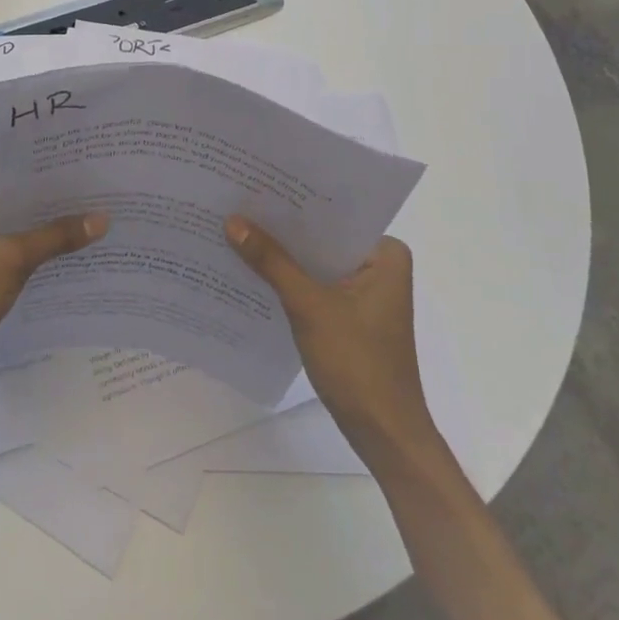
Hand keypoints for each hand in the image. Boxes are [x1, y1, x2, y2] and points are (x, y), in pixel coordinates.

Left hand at [0, 176, 106, 389]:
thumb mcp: (12, 260)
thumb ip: (56, 237)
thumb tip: (102, 217)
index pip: (23, 176)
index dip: (60, 181)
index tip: (99, 182)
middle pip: (23, 202)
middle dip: (59, 210)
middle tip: (107, 206)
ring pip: (19, 228)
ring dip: (49, 235)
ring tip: (96, 232)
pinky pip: (11, 251)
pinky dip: (34, 256)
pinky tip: (67, 262)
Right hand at [226, 216, 442, 468]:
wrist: (384, 436)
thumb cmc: (358, 364)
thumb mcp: (309, 307)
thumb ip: (272, 262)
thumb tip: (232, 221)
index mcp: (386, 254)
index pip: (334, 215)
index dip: (294, 201)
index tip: (256, 183)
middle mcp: (379, 265)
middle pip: (322, 237)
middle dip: (284, 228)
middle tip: (237, 202)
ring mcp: (365, 292)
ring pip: (316, 261)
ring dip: (283, 255)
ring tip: (237, 229)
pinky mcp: (350, 315)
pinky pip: (315, 283)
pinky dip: (289, 280)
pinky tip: (253, 270)